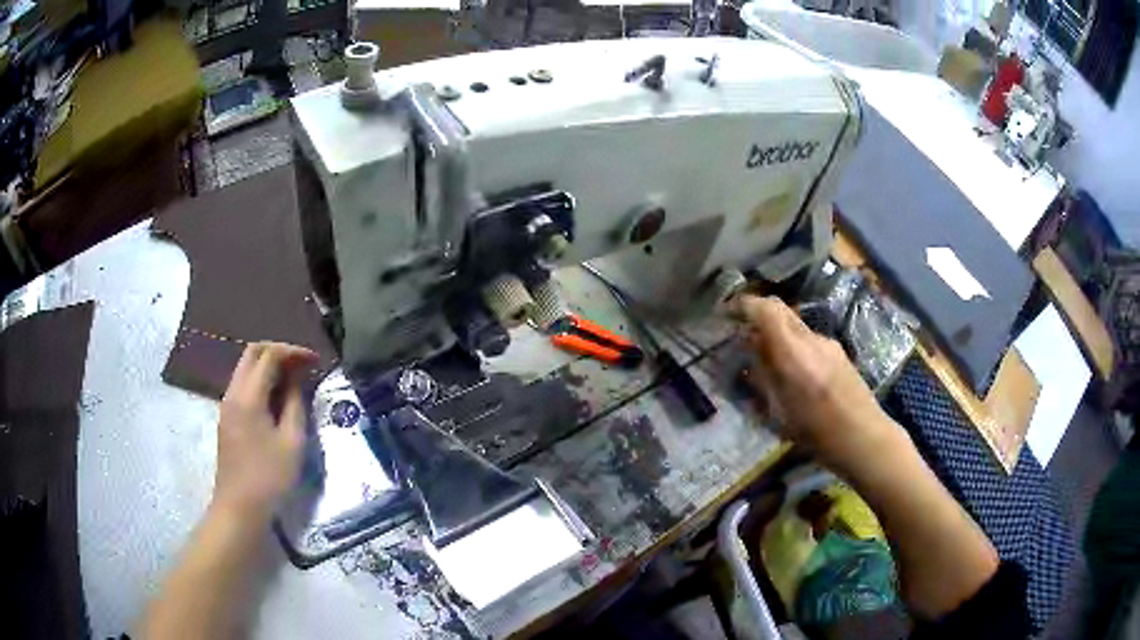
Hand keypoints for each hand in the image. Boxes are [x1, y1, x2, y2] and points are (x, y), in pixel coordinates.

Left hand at [211, 342, 318, 524]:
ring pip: (246, 368)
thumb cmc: (269, 478)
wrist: (239, 508)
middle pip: (252, 353)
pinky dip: (262, 381)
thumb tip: (298, 380)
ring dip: (270, 366)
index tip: (316, 361)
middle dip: (279, 352)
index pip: (269, 355)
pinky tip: (278, 399)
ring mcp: (227, 405)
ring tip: (295, 380)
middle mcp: (233, 393)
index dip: (294, 352)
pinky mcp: (228, 418)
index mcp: (248, 396)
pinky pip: (244, 386)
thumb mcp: (292, 442)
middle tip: (304, 364)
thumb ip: (295, 404)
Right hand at [733, 295, 898, 473]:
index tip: (727, 312)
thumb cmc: (817, 434)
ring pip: (795, 325)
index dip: (744, 304)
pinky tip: (793, 372)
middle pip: (781, 309)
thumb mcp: (779, 412)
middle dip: (758, 313)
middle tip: (741, 329)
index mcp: (793, 353)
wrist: (864, 437)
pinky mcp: (839, 353)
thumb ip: (762, 378)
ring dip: (776, 332)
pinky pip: (808, 339)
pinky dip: (793, 345)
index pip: (765, 310)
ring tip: (766, 357)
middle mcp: (811, 340)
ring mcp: (828, 344)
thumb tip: (746, 354)